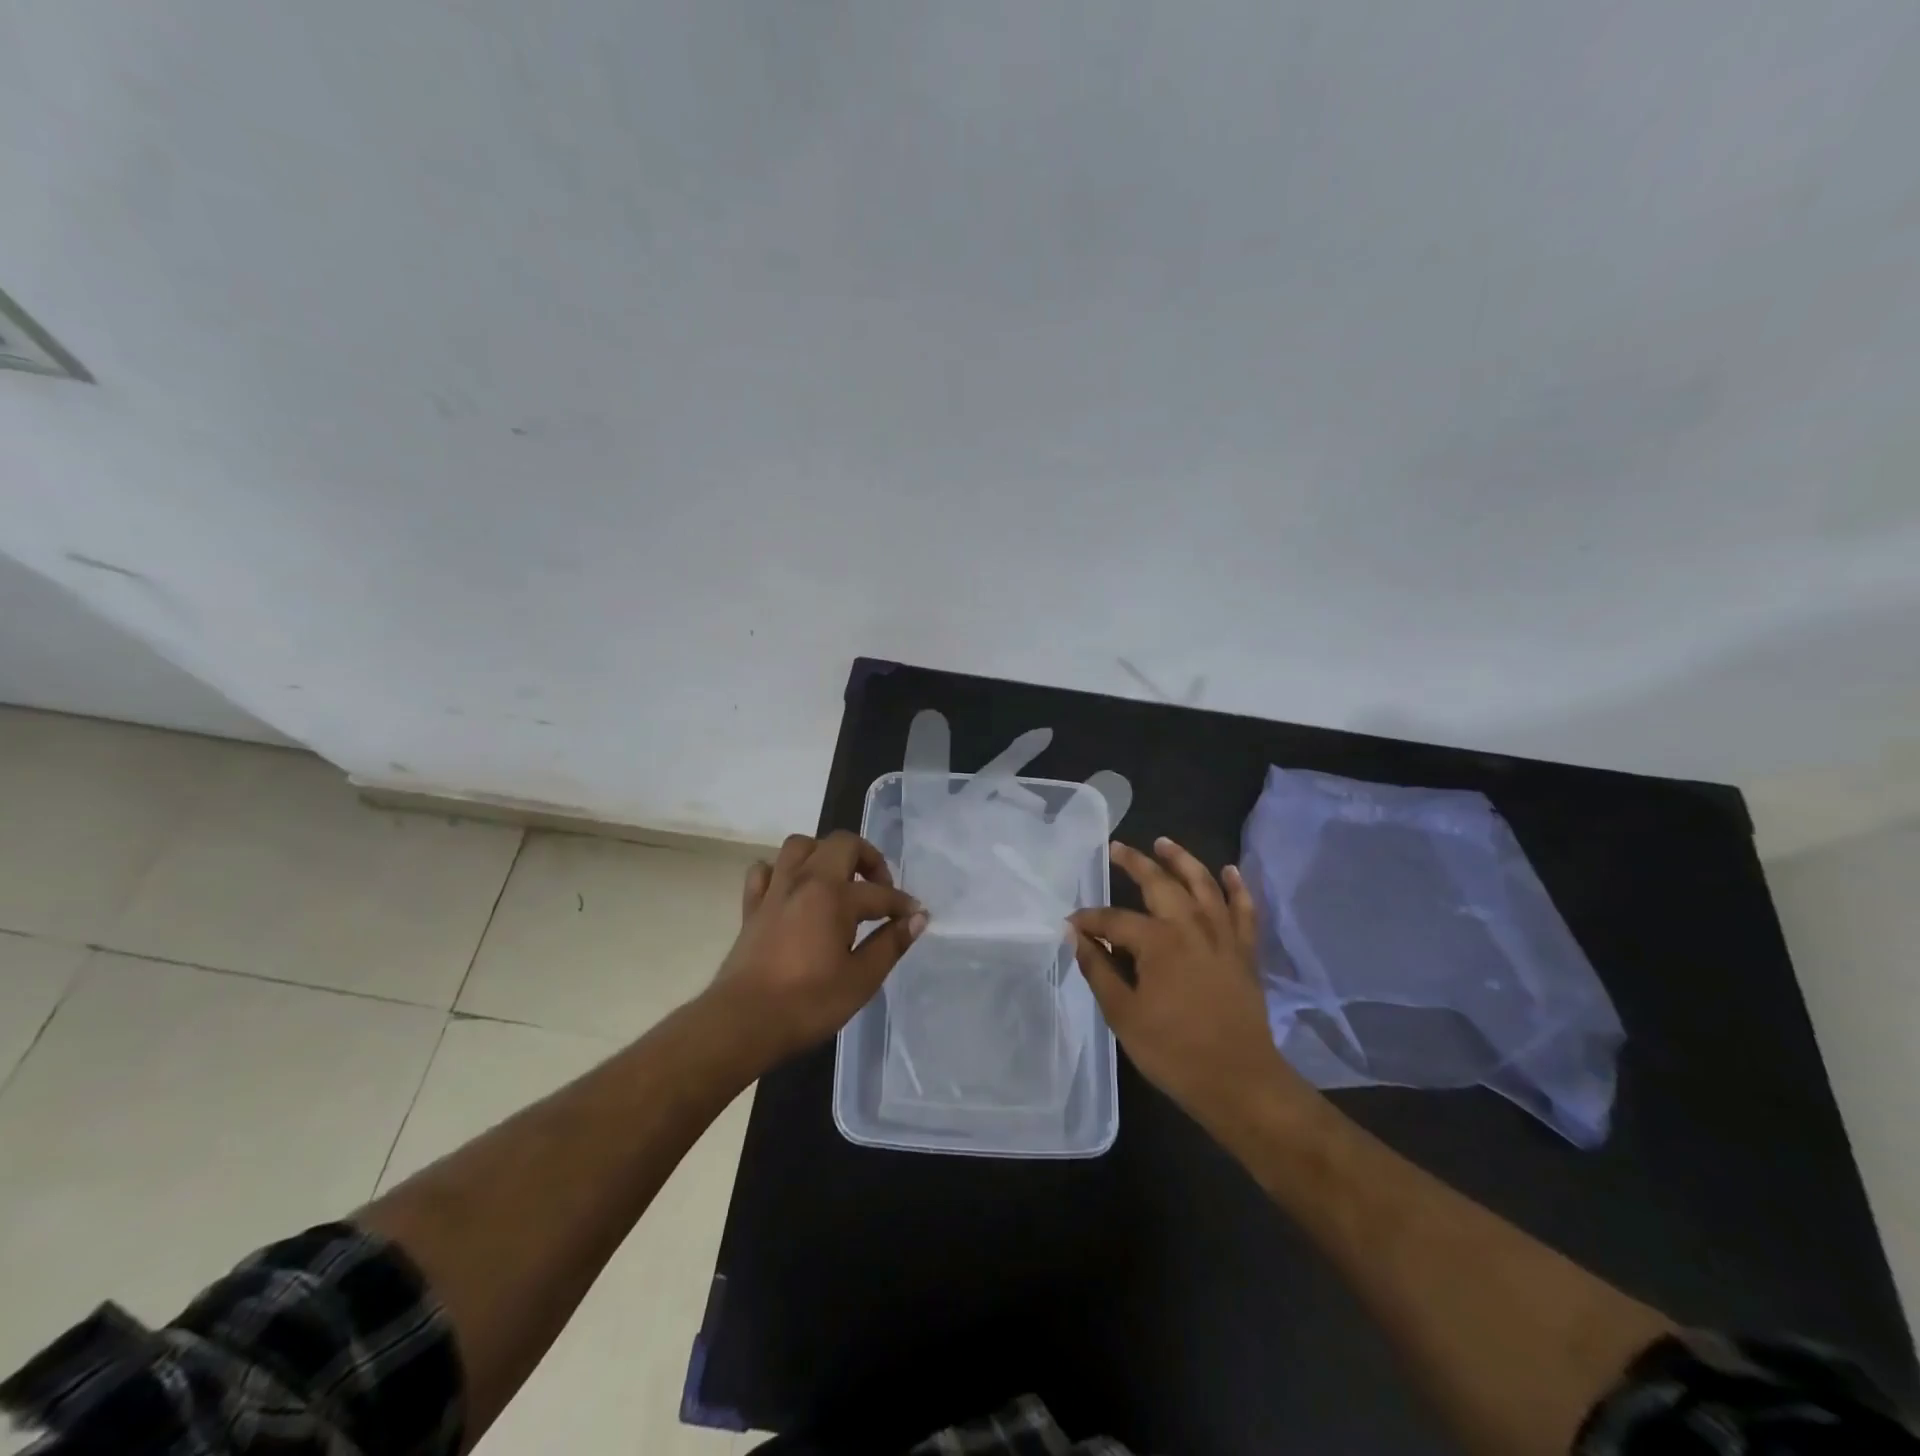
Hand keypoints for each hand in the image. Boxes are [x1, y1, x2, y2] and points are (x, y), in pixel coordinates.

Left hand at [710, 830, 925, 1060]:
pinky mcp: (751, 907)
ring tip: (838, 882)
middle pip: (841, 844)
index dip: (902, 904)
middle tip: (878, 889)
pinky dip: (782, 872)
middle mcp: (804, 880)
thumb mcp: (861, 979)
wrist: (742, 1022)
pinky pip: (765, 871)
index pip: (879, 892)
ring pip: (799, 846)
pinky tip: (793, 892)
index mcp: (834, 896)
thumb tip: (917, 918)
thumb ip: (891, 943)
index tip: (915, 916)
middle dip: (867, 858)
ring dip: (824, 854)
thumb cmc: (808, 1003)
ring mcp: (774, 891)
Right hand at [1071, 837, 1313, 1136]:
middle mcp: (1191, 926)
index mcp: (1158, 941)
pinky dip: (1237, 888)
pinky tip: (1229, 872)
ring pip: (1203, 884)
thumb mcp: (1123, 1014)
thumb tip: (1075, 935)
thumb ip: (1098, 969)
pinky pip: (1244, 910)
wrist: (1240, 1082)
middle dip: (1135, 863)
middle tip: (1117, 848)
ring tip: (1164, 843)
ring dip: (1182, 860)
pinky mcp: (1244, 952)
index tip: (1071, 924)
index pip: (1114, 920)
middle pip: (1160, 884)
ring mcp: (1223, 936)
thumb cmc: (1174, 1051)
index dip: (1089, 920)